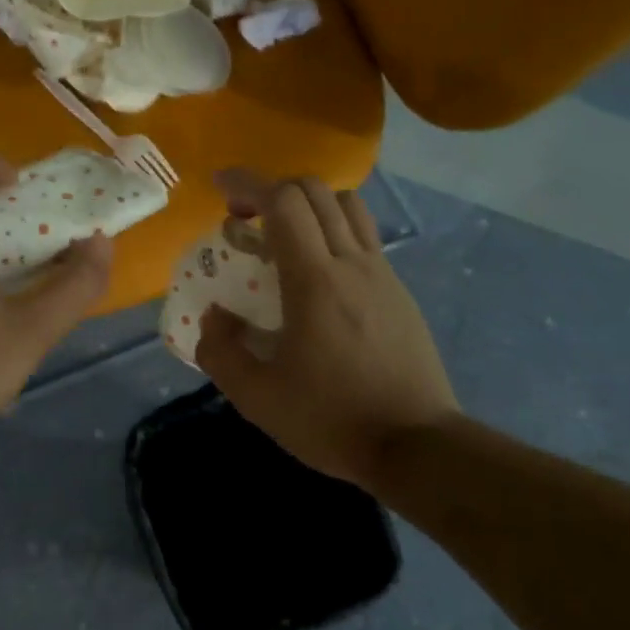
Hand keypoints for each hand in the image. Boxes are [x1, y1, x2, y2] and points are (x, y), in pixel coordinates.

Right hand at [195, 172, 457, 490]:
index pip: (283, 202)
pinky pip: (365, 237)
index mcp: (314, 281)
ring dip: (309, 205)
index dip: (248, 183)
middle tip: (245, 217)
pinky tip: (318, 272)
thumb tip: (213, 316)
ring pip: (347, 206)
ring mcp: (382, 274)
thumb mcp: (257, 399)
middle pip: (315, 192)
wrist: (416, 446)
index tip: (220, 186)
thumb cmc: (332, 420)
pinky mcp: (399, 292)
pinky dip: (334, 230)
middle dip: (273, 189)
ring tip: (284, 235)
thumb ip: (220, 352)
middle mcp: (352, 263)